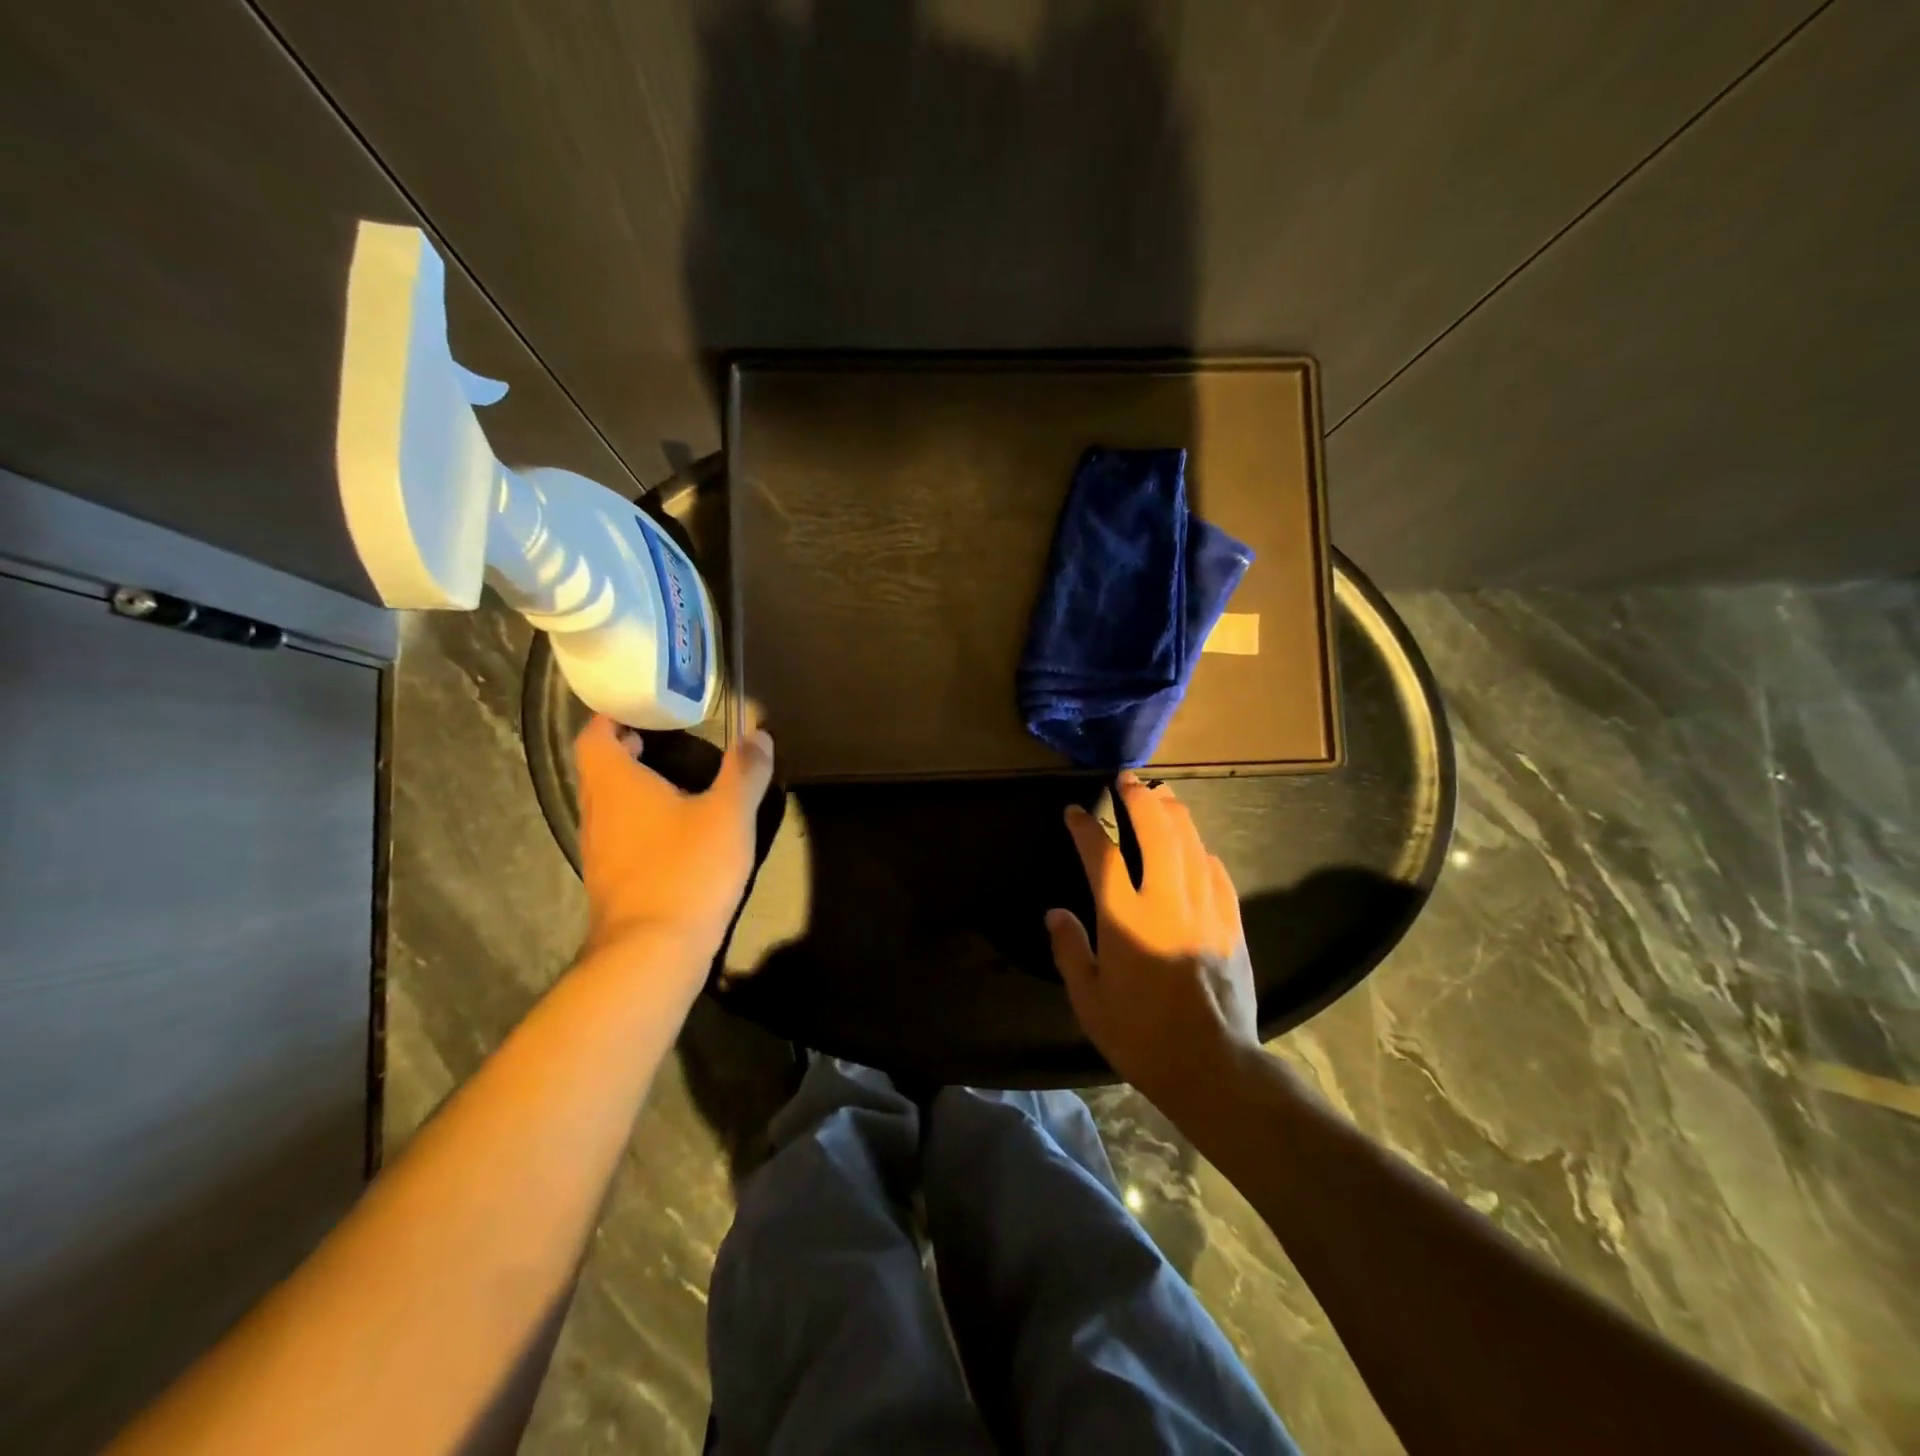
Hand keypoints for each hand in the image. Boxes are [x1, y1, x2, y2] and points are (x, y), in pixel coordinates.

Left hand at [574, 715, 775, 963]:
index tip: (644, 705)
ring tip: (674, 777)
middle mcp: (597, 810)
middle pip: (599, 766)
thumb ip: (745, 771)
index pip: (595, 734)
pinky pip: (618, 833)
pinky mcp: (610, 879)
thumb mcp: (729, 814)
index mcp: (616, 783)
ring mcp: (599, 849)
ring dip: (633, 784)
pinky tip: (673, 829)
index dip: (613, 715)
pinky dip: (638, 818)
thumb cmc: (686, 869)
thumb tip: (759, 733)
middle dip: (627, 747)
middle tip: (666, 735)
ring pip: (608, 802)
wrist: (652, 951)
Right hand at [1047, 773, 1260, 1103]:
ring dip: (1174, 812)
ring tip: (1160, 795)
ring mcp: (1204, 909)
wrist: (1212, 1066)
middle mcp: (1166, 901)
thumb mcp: (1089, 1001)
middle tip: (1126, 780)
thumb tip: (1056, 913)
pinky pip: (1217, 872)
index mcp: (1125, 919)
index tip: (1074, 810)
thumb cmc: (1141, 1036)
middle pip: (1156, 831)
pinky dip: (1201, 850)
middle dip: (1139, 798)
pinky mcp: (1231, 923)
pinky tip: (1196, 847)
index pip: (1101, 855)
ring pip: (1191, 842)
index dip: (1085, 827)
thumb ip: (1070, 950)